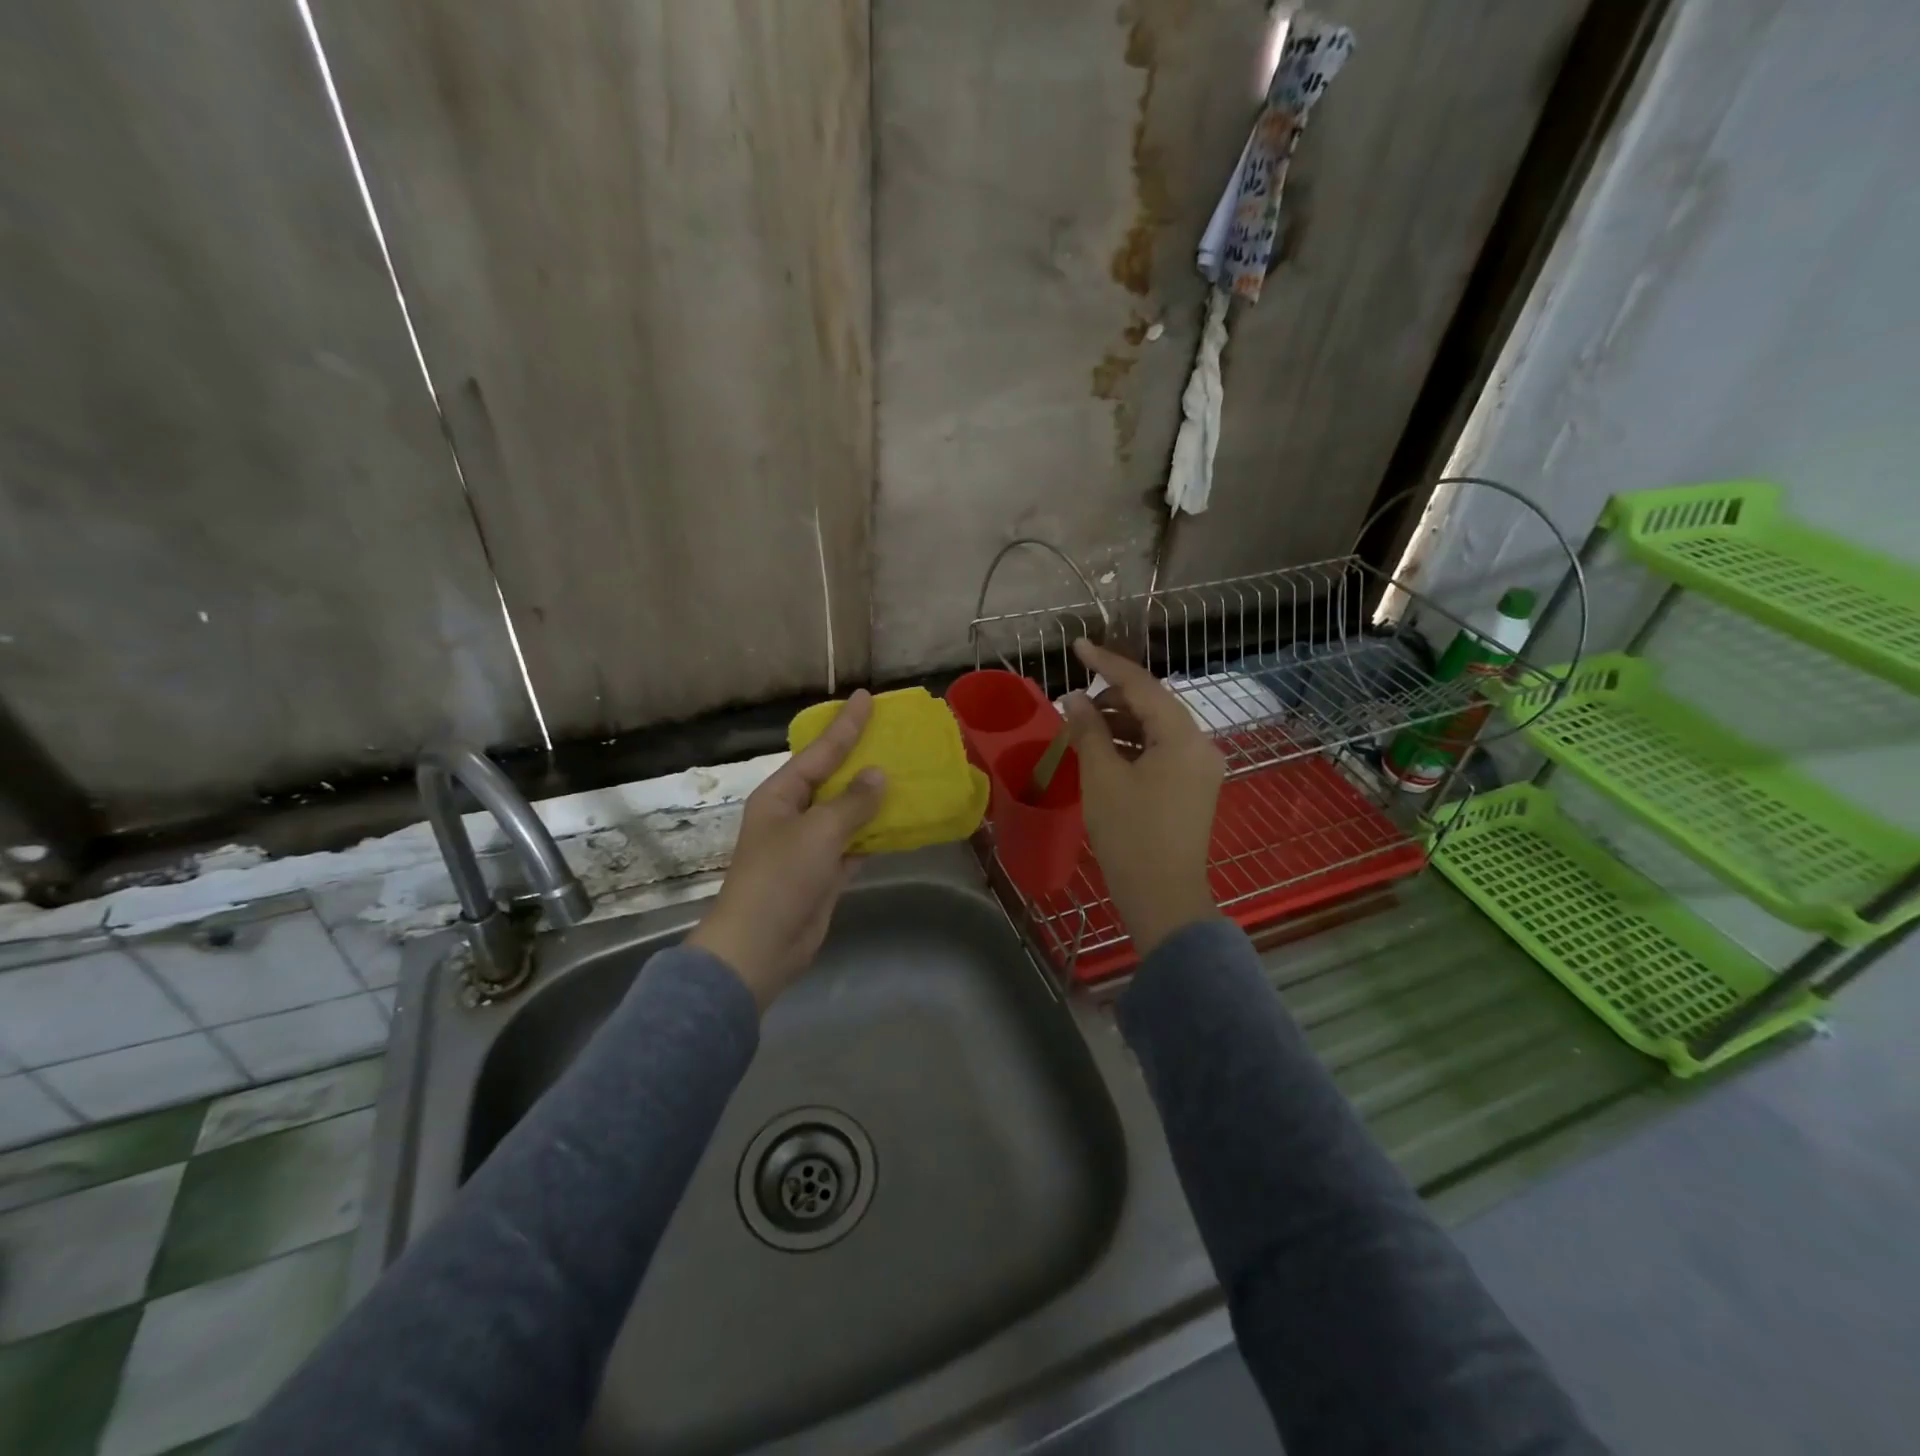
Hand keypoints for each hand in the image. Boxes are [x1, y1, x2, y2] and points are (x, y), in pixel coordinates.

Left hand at [689, 691, 885, 1007]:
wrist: (760, 946)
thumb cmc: (781, 878)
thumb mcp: (819, 832)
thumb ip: (853, 802)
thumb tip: (878, 775)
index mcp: (781, 795)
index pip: (819, 752)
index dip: (845, 725)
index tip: (866, 697)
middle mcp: (793, 815)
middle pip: (833, 779)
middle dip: (861, 759)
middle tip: (891, 733)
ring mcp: (809, 846)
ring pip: (847, 813)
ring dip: (873, 798)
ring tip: (905, 773)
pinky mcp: (825, 874)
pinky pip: (855, 844)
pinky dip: (875, 834)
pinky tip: (901, 821)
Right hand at [1063, 640, 1223, 954]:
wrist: (1163, 897)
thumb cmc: (1130, 834)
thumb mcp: (1102, 777)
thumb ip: (1088, 729)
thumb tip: (1074, 698)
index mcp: (1183, 737)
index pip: (1142, 686)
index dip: (1107, 664)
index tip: (1078, 646)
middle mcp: (1201, 745)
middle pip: (1153, 705)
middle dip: (1112, 698)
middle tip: (1074, 699)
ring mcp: (1201, 769)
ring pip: (1156, 730)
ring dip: (1120, 723)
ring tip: (1083, 727)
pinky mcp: (1194, 789)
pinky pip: (1161, 752)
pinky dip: (1132, 746)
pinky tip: (1104, 752)